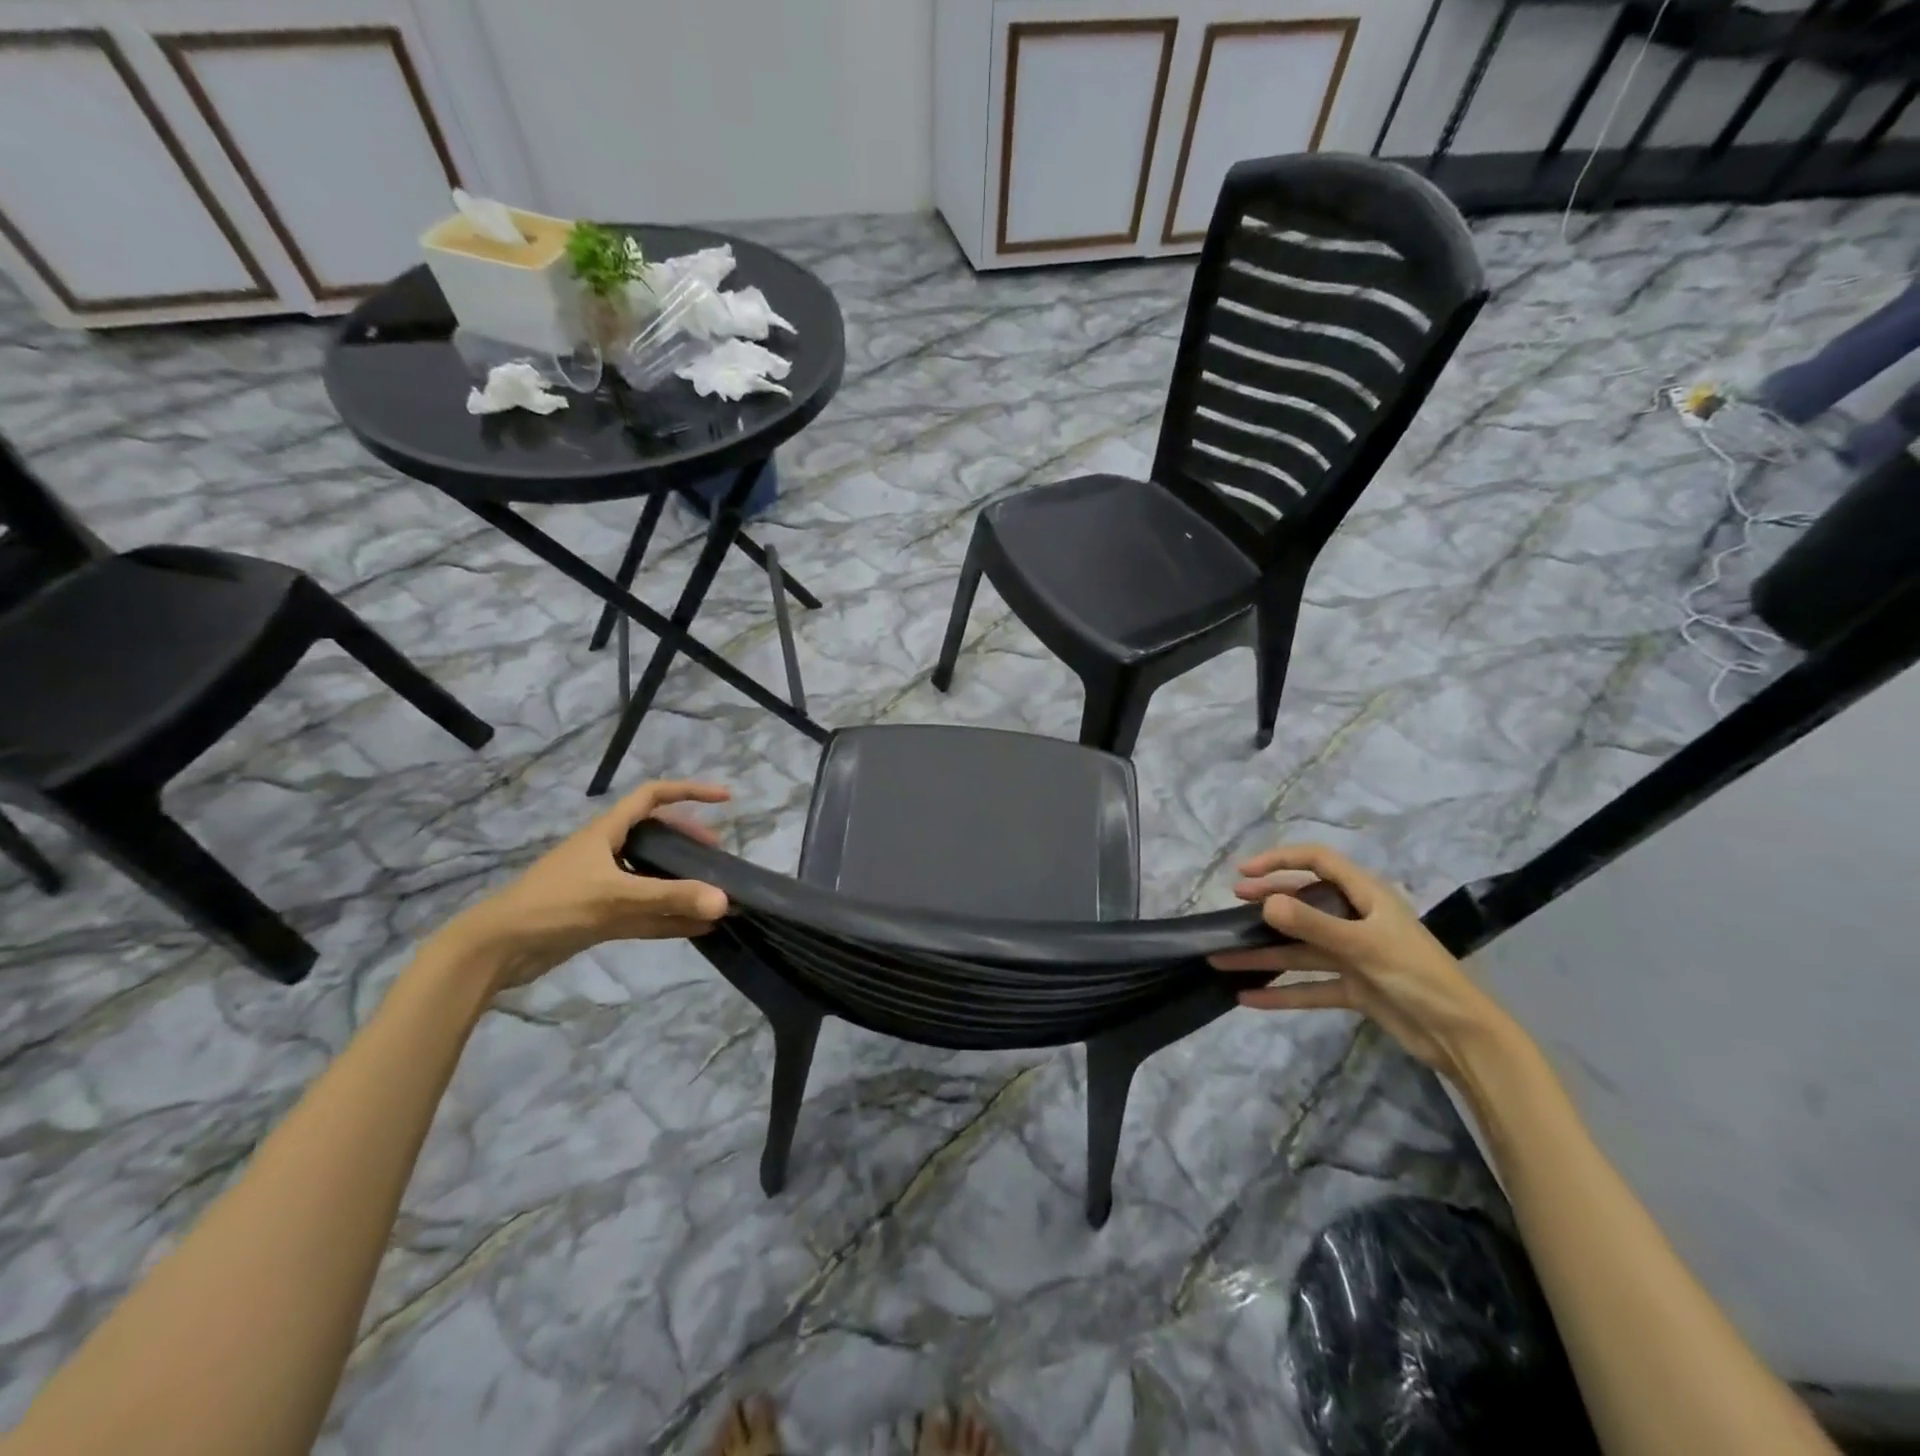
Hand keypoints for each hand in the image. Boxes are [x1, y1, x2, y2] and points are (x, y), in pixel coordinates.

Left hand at [438, 779, 731, 991]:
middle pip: (656, 837)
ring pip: (651, 877)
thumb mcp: (616, 896)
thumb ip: (671, 897)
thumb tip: (725, 901)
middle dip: (689, 842)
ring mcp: (602, 886)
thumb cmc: (554, 906)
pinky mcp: (598, 917)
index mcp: (607, 832)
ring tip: (714, 892)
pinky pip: (644, 912)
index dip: (691, 792)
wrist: (495, 950)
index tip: (725, 799)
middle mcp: (607, 853)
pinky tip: (698, 928)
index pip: (654, 797)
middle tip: (716, 857)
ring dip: (681, 883)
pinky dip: (670, 918)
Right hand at [1208, 844, 1509, 1081]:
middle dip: (1267, 904)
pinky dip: (1281, 993)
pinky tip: (1248, 998)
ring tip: (1222, 958)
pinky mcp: (1354, 988)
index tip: (1245, 873)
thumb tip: (1265, 903)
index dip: (1280, 860)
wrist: (1462, 1037)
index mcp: (1367, 897)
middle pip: (1304, 904)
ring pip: (1300, 949)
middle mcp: (1357, 920)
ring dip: (1263, 955)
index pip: (1318, 862)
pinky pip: (1309, 986)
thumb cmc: (1418, 976)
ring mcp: (1354, 955)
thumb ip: (1313, 924)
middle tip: (1233, 906)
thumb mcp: (1363, 946)